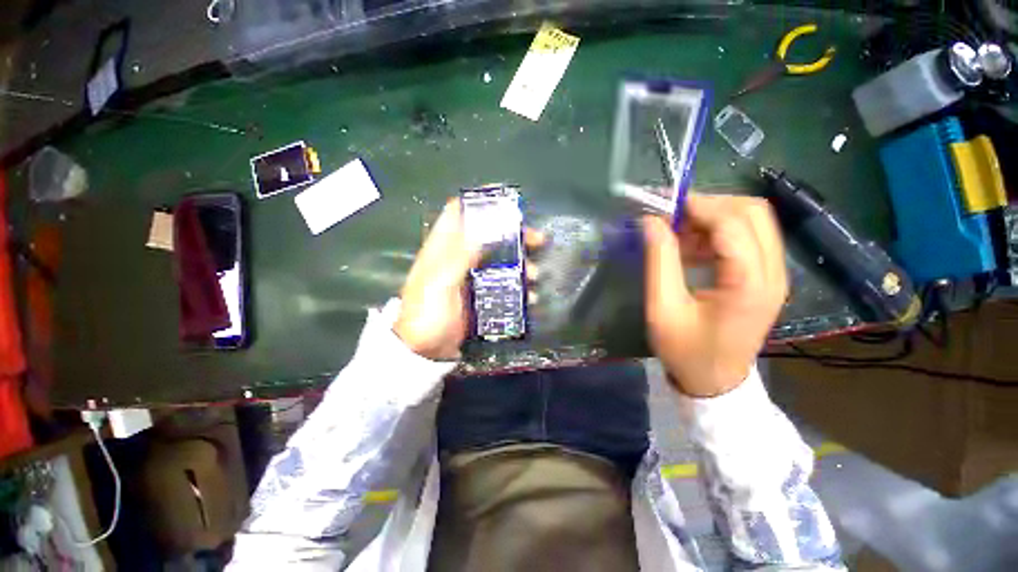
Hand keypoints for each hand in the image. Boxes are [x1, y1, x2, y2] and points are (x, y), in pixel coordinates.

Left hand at [394, 198, 545, 359]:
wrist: (424, 350)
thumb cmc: (427, 313)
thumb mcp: (440, 282)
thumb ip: (460, 255)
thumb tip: (485, 228)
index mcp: (443, 248)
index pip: (459, 212)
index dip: (481, 202)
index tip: (508, 201)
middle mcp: (459, 257)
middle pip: (489, 235)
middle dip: (515, 234)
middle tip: (538, 239)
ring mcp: (472, 277)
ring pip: (501, 259)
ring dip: (522, 263)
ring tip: (536, 275)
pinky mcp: (481, 295)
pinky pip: (505, 283)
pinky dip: (519, 286)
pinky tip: (531, 296)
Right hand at [642, 194, 788, 397]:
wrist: (715, 382)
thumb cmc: (685, 350)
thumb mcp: (663, 308)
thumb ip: (659, 260)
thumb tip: (651, 221)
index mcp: (749, 284)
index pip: (731, 223)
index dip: (696, 206)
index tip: (661, 204)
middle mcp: (772, 272)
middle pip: (752, 212)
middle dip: (708, 204)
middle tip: (671, 215)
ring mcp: (773, 274)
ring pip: (752, 220)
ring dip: (713, 216)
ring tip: (677, 232)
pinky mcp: (765, 277)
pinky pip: (747, 237)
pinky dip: (718, 232)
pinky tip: (691, 247)